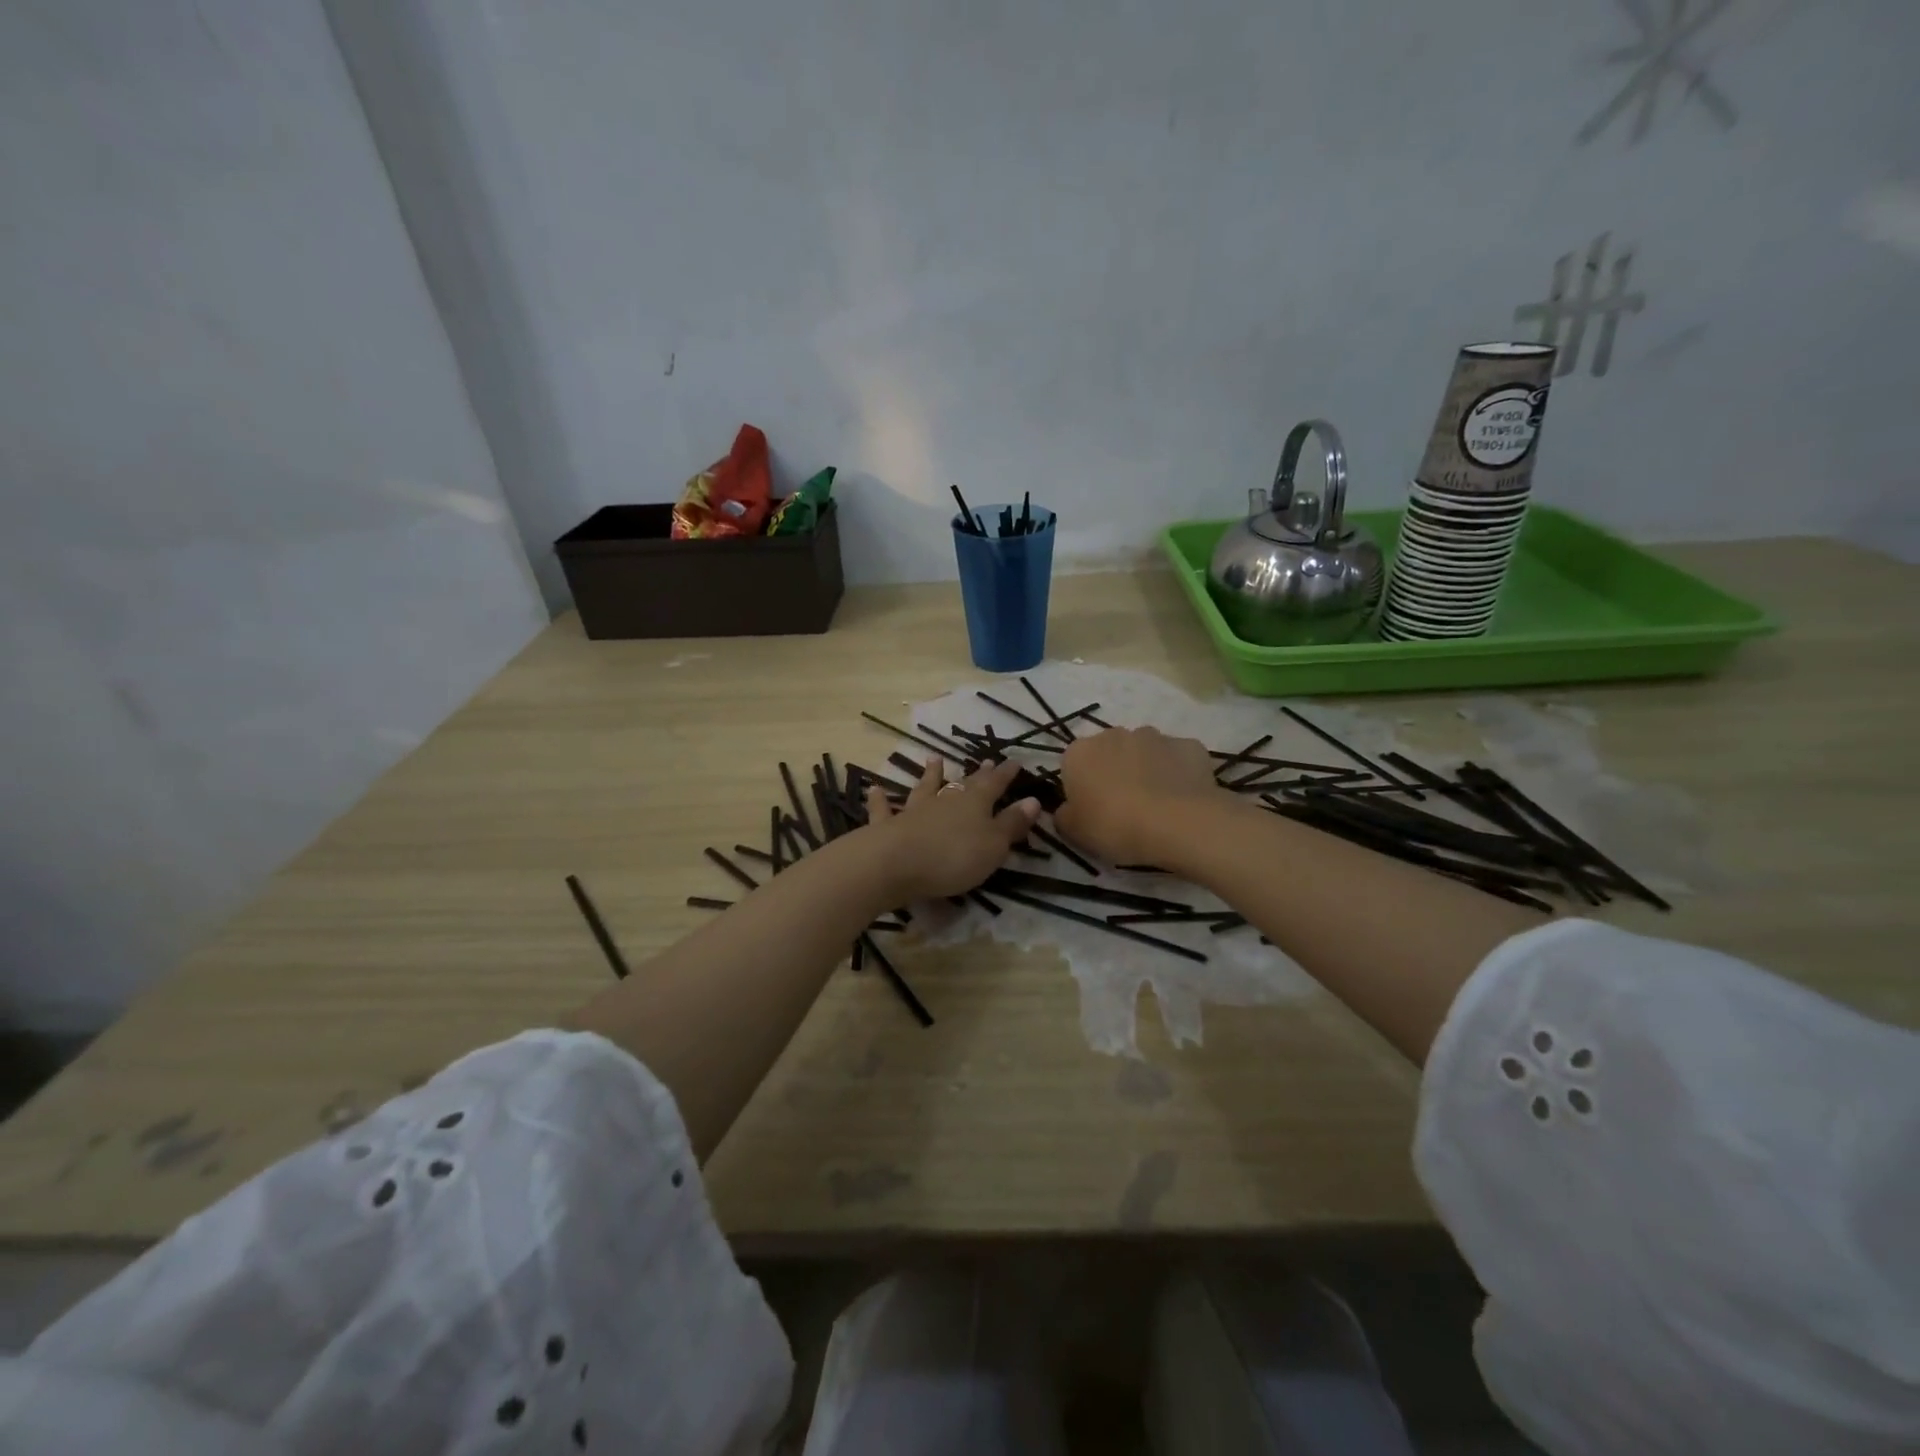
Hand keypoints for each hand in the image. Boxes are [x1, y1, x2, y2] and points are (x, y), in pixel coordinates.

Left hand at [864, 758, 1040, 901]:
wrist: (895, 864)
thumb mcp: (993, 845)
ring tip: (934, 759)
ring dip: (930, 775)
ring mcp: (914, 811)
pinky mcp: (887, 827)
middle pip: (963, 784)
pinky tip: (874, 789)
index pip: (995, 784)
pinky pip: (883, 810)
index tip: (1015, 762)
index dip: (1006, 774)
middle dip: (977, 774)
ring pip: (924, 788)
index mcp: (975, 803)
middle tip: (985, 761)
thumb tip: (1033, 800)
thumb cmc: (953, 857)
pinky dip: (879, 800)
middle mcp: (945, 800)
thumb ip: (1011, 823)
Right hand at [1054, 727, 1223, 865]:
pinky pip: (1178, 759)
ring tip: (1158, 805)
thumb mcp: (1073, 831)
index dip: (1082, 788)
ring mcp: (1155, 736)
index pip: (1073, 765)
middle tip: (1124, 808)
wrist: (1177, 823)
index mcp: (1080, 752)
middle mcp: (1115, 734)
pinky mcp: (1189, 745)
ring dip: (1147, 770)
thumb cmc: (1114, 825)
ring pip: (1146, 752)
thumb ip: (1064, 815)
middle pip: (1110, 753)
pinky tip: (1183, 798)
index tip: (1092, 811)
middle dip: (1115, 773)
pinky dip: (1179, 773)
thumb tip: (1067, 810)